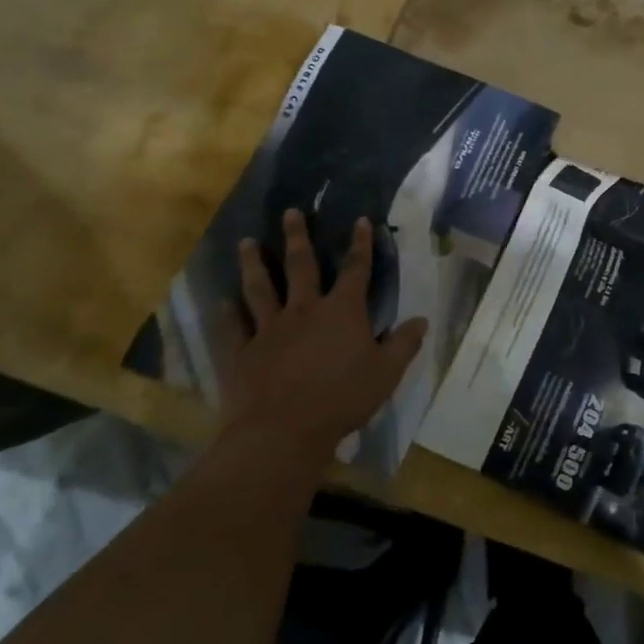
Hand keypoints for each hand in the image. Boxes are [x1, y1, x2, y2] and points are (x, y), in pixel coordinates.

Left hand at [217, 210, 427, 458]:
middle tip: (290, 212)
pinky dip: (227, 312)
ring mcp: (269, 329)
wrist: (283, 431)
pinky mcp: (242, 353)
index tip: (361, 221)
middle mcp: (304, 310)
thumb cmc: (342, 399)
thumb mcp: (386, 373)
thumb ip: (404, 344)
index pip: (356, 269)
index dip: (361, 244)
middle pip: (301, 266)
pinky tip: (222, 300)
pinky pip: (233, 327)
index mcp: (342, 311)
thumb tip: (421, 320)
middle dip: (297, 237)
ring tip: (247, 242)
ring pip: (260, 288)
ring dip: (254, 263)